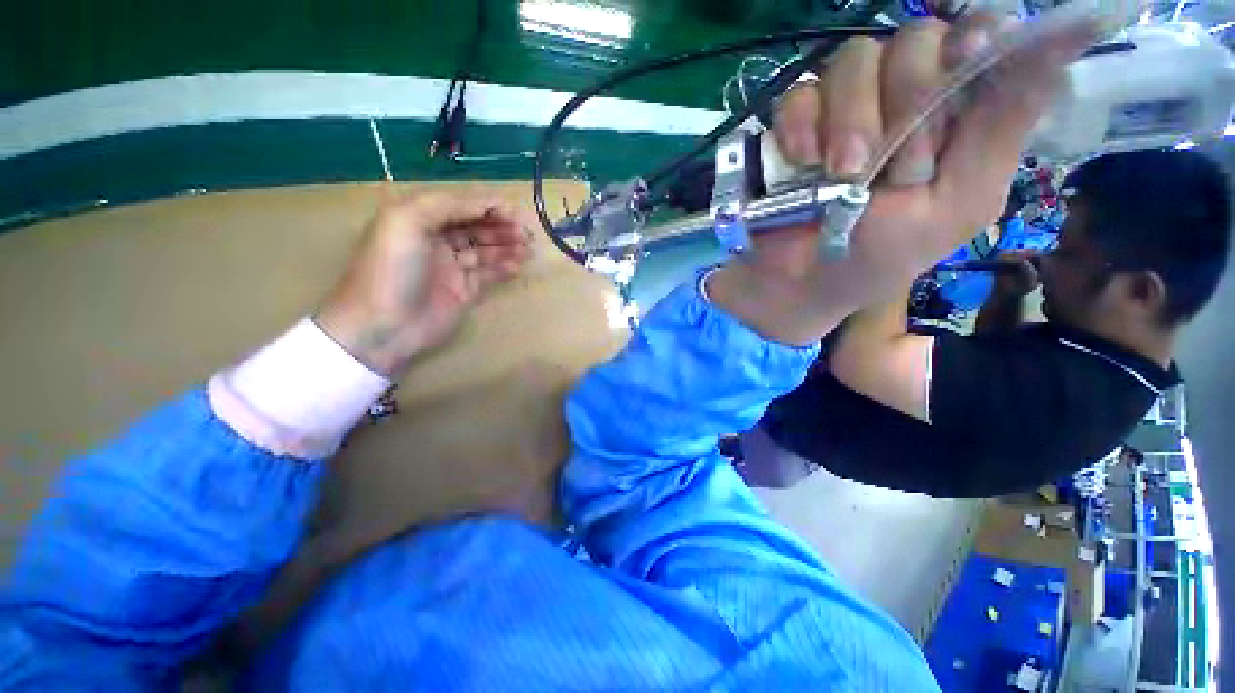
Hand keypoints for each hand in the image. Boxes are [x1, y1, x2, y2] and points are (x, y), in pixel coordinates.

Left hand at [316, 192, 530, 375]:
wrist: (384, 325)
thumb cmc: (392, 269)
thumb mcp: (406, 222)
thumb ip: (446, 205)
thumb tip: (487, 203)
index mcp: (420, 218)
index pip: (462, 205)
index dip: (489, 206)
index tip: (515, 213)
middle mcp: (437, 239)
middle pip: (477, 226)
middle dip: (502, 226)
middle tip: (526, 234)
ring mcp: (452, 266)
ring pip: (486, 249)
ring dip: (508, 246)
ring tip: (527, 249)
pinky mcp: (464, 290)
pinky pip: (489, 273)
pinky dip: (504, 268)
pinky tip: (518, 266)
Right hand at [709, 14, 1094, 345]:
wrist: (805, 280)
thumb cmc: (883, 254)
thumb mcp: (957, 203)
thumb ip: (1003, 129)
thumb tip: (1062, 43)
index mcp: (958, 113)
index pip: (979, 36)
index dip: (974, 41)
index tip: (965, 62)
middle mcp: (905, 94)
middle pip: (916, 39)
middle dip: (906, 102)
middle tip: (892, 168)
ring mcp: (847, 103)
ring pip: (855, 60)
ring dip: (849, 120)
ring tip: (840, 174)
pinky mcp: (797, 121)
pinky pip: (800, 93)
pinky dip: (800, 125)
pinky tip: (802, 162)